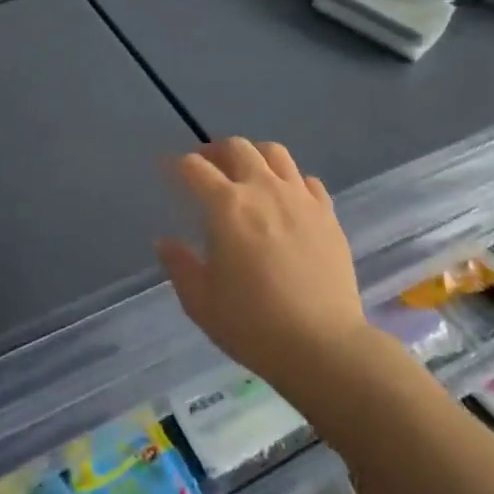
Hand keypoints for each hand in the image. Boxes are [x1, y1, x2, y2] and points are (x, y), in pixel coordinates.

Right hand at [158, 138, 367, 392]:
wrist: (323, 346)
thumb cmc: (253, 325)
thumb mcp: (201, 303)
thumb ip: (180, 266)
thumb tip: (166, 242)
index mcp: (226, 206)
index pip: (194, 168)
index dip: (176, 165)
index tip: (168, 169)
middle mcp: (263, 189)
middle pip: (237, 147)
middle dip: (215, 151)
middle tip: (207, 167)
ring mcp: (299, 198)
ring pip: (275, 153)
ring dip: (255, 156)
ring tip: (247, 173)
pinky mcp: (327, 213)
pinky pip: (307, 180)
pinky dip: (291, 181)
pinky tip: (286, 199)